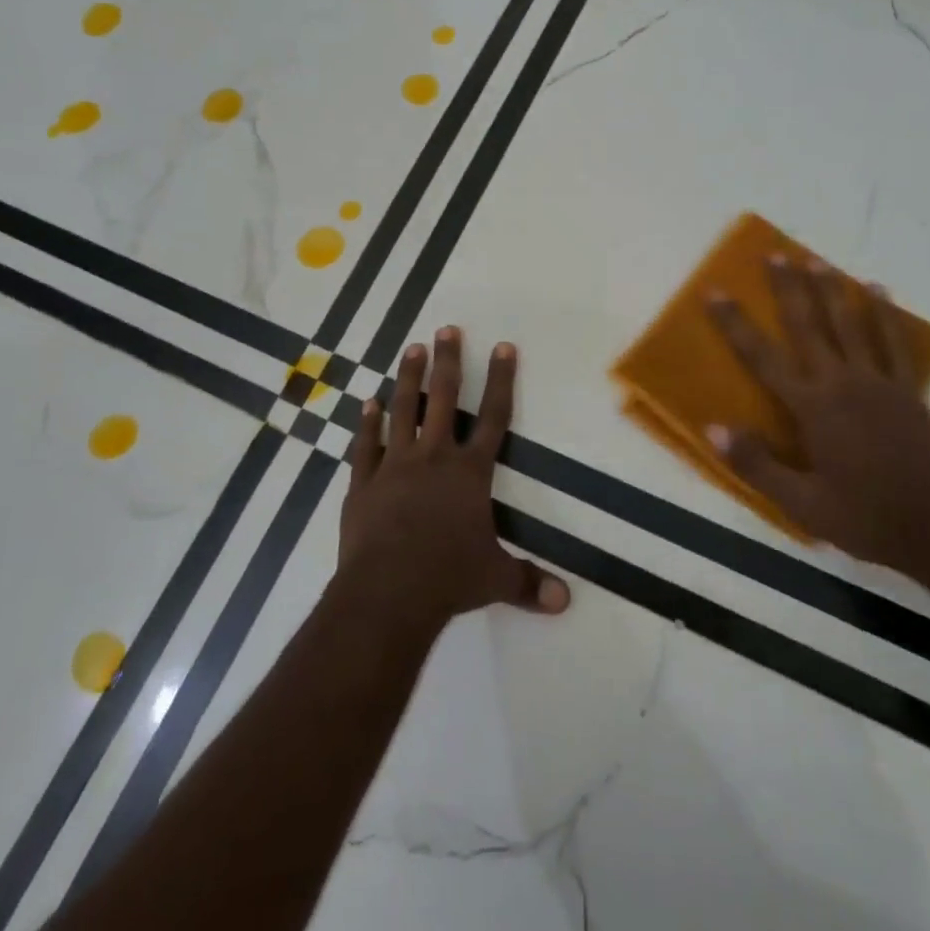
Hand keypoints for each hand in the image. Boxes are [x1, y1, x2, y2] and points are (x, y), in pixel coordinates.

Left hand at [337, 327, 570, 631]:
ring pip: (402, 410)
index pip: (494, 417)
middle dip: (449, 362)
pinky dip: (366, 423)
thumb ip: (529, 582)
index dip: (501, 380)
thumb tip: (566, 601)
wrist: (387, 593)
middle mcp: (434, 458)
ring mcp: (394, 466)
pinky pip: (365, 445)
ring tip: (411, 349)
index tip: (503, 346)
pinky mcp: (363, 483)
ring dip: (408, 378)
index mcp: (470, 473)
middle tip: (446, 329)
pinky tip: (366, 402)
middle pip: (444, 399)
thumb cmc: (448, 579)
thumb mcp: (496, 579)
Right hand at [704, 256, 929, 582]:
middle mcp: (842, 383)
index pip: (762, 357)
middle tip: (774, 254)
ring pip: (850, 325)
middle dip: (788, 289)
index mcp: (812, 408)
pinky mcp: (909, 390)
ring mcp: (879, 383)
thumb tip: (713, 428)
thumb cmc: (863, 519)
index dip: (735, 324)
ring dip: (831, 290)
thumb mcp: (801, 504)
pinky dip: (885, 314)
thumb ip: (756, 464)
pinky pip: (894, 343)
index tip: (715, 292)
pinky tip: (878, 291)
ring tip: (816, 261)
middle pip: (808, 326)